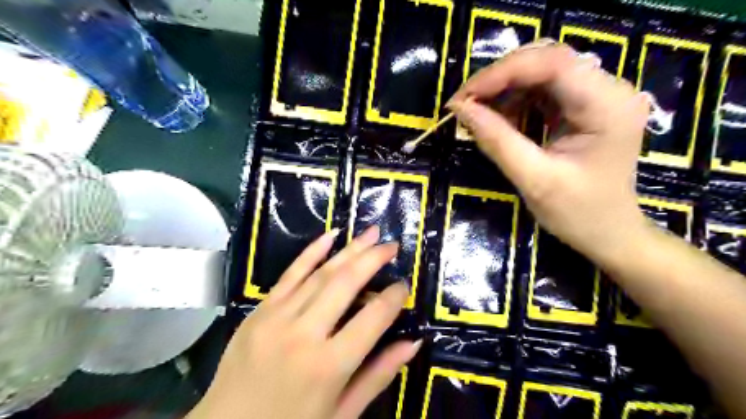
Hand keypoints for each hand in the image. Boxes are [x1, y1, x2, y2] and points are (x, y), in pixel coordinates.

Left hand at [186, 227, 417, 417]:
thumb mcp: (342, 414)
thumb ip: (378, 375)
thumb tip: (413, 342)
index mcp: (329, 365)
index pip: (373, 317)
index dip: (394, 297)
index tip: (404, 285)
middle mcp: (305, 334)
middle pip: (347, 284)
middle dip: (374, 259)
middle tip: (392, 245)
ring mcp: (277, 317)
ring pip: (321, 273)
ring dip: (349, 249)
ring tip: (371, 233)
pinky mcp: (260, 310)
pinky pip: (289, 274)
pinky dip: (311, 252)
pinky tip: (330, 235)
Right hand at [448, 41, 653, 260]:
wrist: (608, 233)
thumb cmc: (578, 213)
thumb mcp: (533, 179)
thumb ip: (497, 141)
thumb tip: (460, 109)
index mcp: (607, 105)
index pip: (551, 63)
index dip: (501, 73)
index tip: (464, 97)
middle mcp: (609, 88)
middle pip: (546, 60)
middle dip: (499, 79)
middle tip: (465, 104)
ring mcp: (597, 95)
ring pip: (541, 71)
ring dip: (504, 89)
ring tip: (478, 114)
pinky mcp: (584, 106)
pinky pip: (543, 89)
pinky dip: (514, 100)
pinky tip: (499, 119)